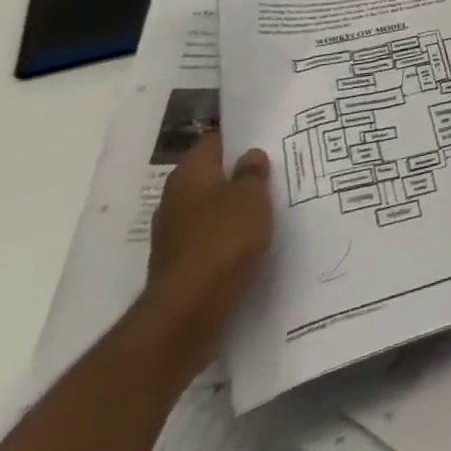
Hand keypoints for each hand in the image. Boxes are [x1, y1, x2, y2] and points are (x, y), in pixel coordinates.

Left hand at [141, 131, 272, 379]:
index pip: (215, 140)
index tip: (268, 136)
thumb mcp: (251, 197)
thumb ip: (253, 172)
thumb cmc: (222, 241)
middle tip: (276, 169)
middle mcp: (175, 199)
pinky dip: (229, 235)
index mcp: (189, 174)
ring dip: (235, 206)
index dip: (241, 136)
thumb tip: (250, 156)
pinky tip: (253, 239)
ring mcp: (174, 233)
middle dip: (239, 173)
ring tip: (270, 204)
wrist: (187, 313)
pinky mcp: (180, 263)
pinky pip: (210, 237)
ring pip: (212, 207)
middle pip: (212, 175)